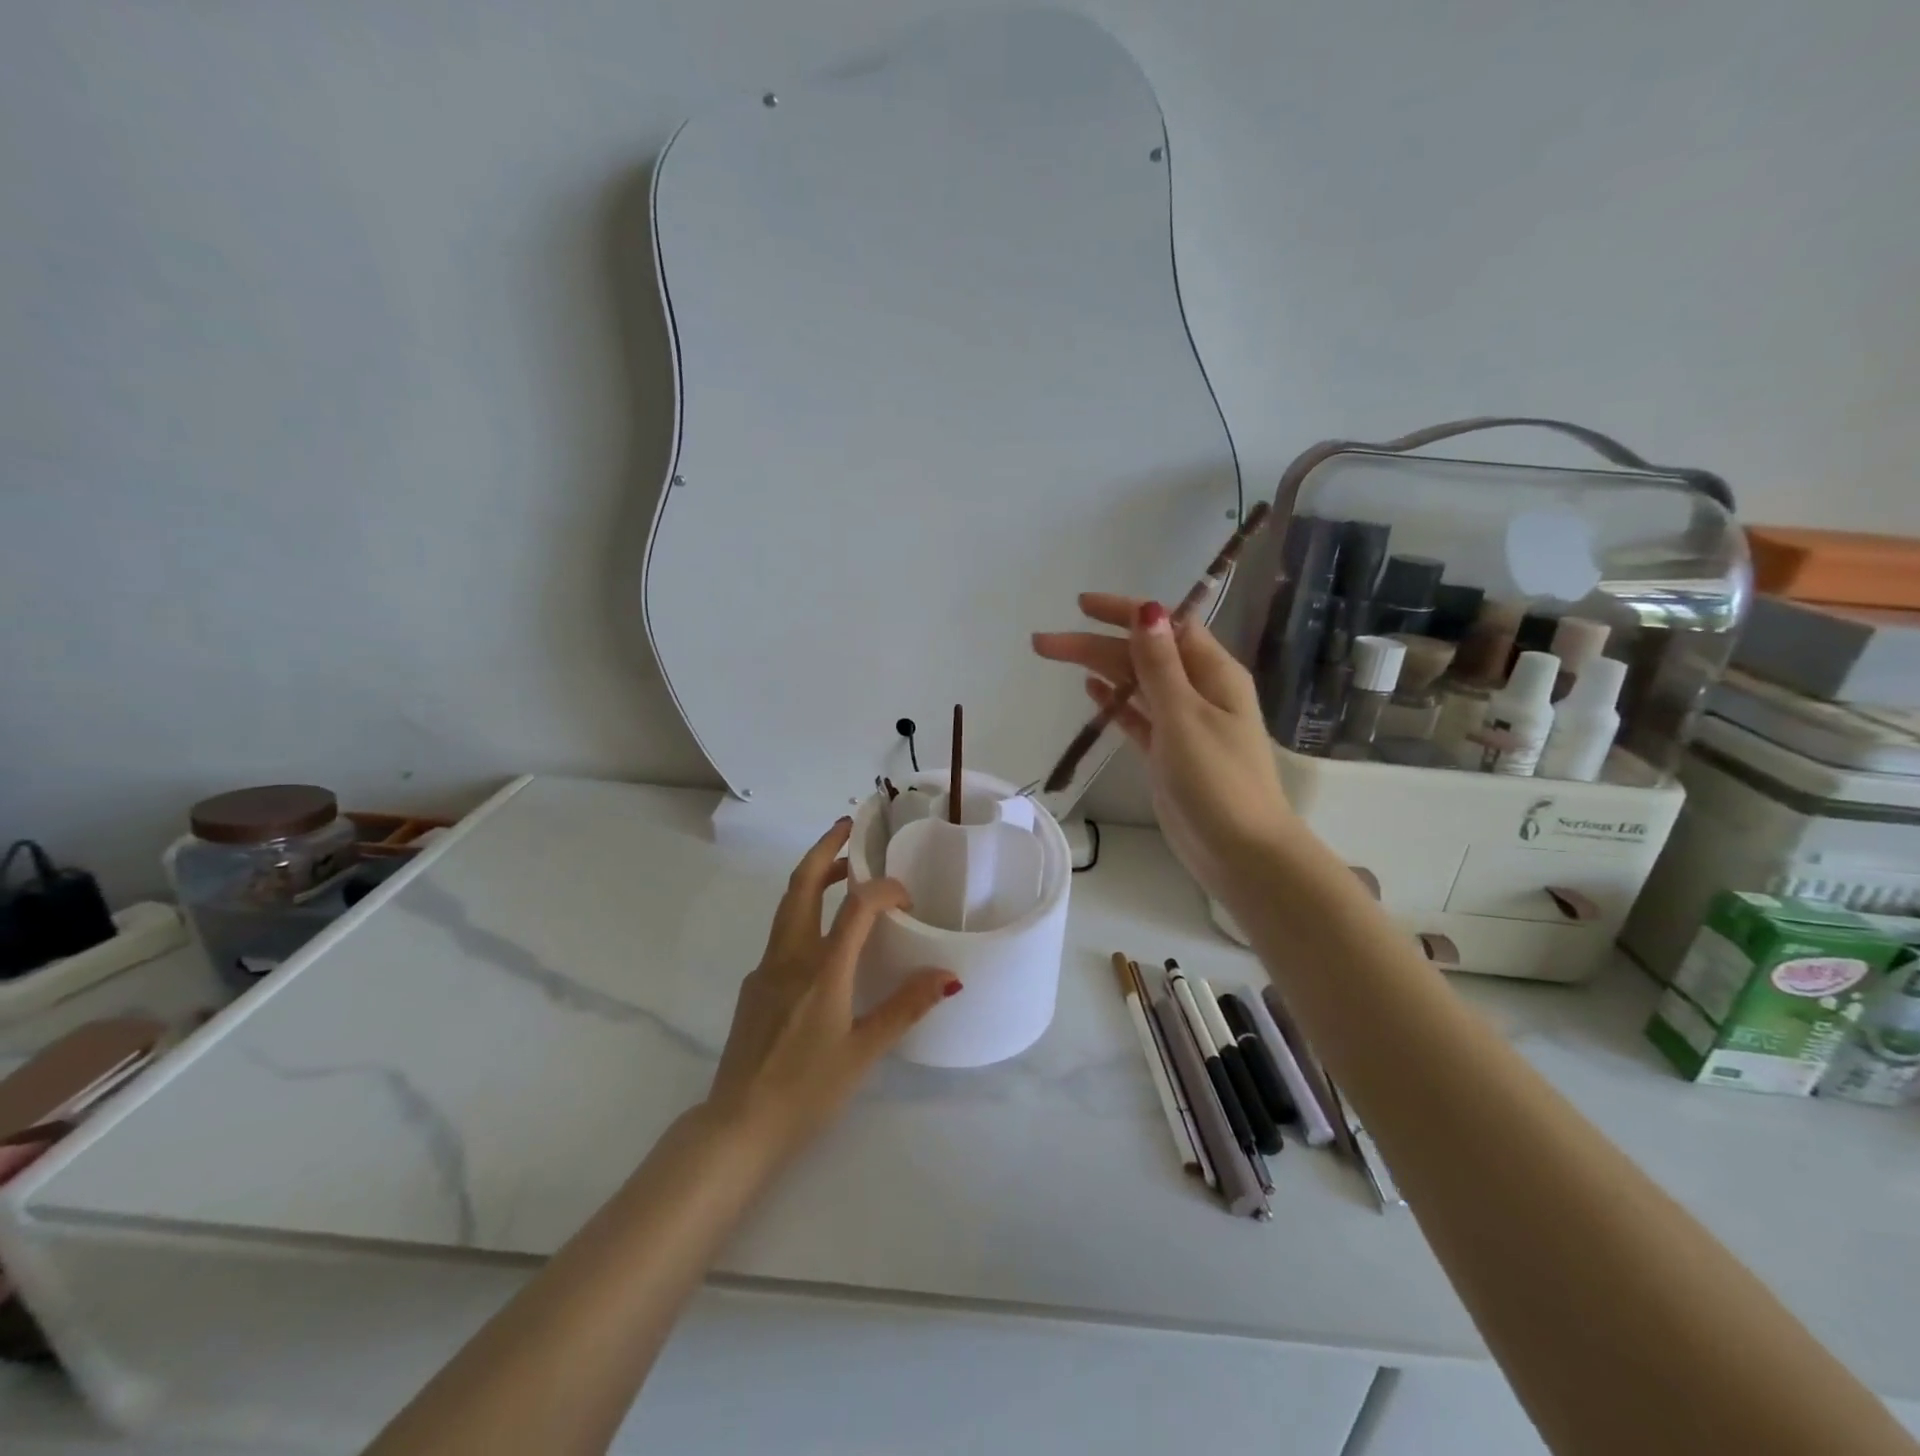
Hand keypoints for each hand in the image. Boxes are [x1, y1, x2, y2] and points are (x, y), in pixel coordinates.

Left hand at [705, 819, 959, 1153]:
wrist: (735, 1128)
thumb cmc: (805, 1091)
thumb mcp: (863, 1053)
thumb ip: (905, 1008)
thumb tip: (949, 975)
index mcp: (821, 971)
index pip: (855, 907)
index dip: (883, 889)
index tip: (908, 896)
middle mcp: (789, 958)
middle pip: (801, 885)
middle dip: (825, 849)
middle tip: (850, 827)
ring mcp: (765, 970)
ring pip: (788, 906)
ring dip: (814, 879)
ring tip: (843, 870)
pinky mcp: (754, 987)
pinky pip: (783, 935)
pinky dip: (806, 915)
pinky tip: (825, 941)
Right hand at [1033, 594, 1296, 899]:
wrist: (1240, 853)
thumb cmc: (1218, 781)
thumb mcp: (1185, 717)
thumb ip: (1160, 666)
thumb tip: (1148, 610)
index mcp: (1212, 674)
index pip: (1166, 627)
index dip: (1125, 612)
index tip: (1081, 605)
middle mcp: (1198, 691)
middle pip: (1141, 655)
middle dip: (1095, 644)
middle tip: (1043, 643)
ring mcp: (1183, 723)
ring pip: (1135, 684)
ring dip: (1099, 669)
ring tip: (1056, 657)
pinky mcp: (1168, 753)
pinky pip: (1138, 716)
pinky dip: (1116, 701)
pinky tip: (1091, 690)